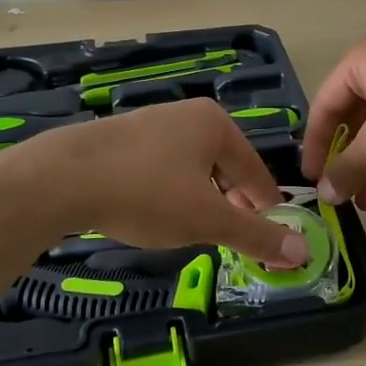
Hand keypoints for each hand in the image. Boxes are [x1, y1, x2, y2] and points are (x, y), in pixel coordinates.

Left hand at [4, 99, 310, 264]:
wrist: (62, 178)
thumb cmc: (146, 193)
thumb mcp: (207, 219)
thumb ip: (256, 235)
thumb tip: (303, 250)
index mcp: (216, 125)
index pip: (257, 171)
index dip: (267, 208)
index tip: (273, 239)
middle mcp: (187, 115)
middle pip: (226, 168)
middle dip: (232, 204)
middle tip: (233, 238)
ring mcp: (153, 123)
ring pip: (193, 169)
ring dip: (201, 200)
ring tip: (194, 229)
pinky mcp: (123, 138)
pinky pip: (163, 167)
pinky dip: (170, 191)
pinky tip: (156, 213)